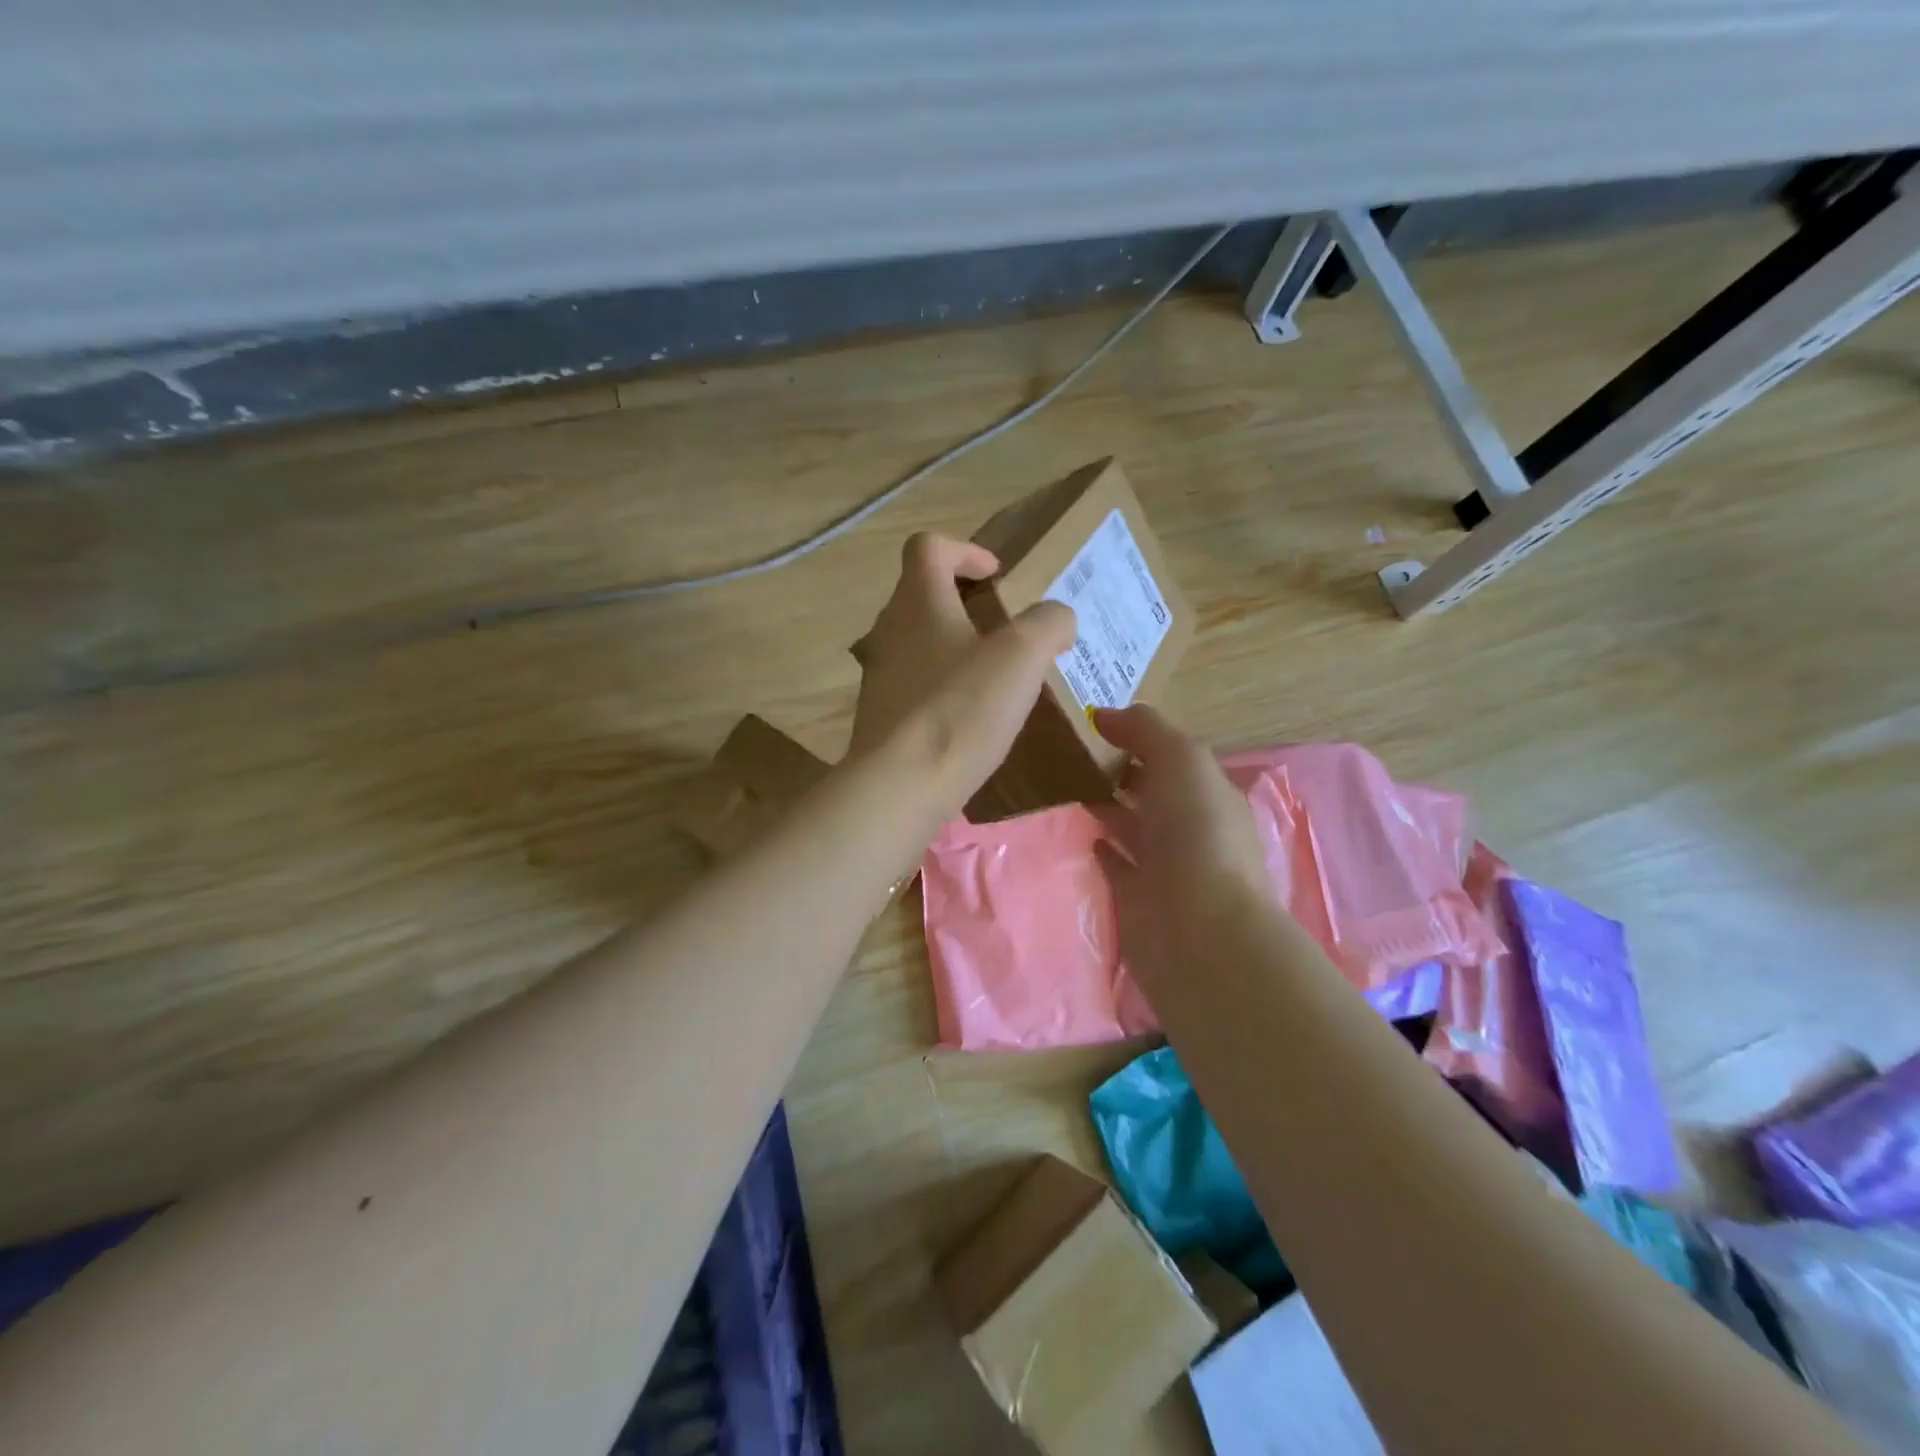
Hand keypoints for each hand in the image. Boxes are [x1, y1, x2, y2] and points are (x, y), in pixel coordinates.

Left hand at [849, 532, 1074, 810]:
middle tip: (999, 627)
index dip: (965, 550)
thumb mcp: (1023, 656)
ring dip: (949, 645)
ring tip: (988, 674)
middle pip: (918, 594)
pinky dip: (939, 686)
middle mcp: (888, 630)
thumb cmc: (961, 710)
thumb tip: (1057, 619)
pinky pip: (910, 684)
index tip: (996, 576)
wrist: (902, 786)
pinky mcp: (878, 715)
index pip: (929, 547)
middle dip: (960, 601)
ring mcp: (877, 675)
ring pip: (913, 641)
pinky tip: (966, 717)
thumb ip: (1048, 624)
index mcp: (918, 602)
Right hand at [1091, 704, 1274, 987]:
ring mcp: (1166, 867)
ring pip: (1134, 827)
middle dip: (1122, 772)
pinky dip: (1104, 848)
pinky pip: (1118, 866)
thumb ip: (1146, 729)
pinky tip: (1084, 834)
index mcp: (1210, 794)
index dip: (1140, 739)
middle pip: (1154, 792)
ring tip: (1068, 786)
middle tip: (1073, 753)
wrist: (1197, 930)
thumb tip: (1104, 713)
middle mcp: (1192, 829)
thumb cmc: (1197, 835)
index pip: (1174, 758)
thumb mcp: (1182, 760)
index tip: (1096, 726)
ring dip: (1109, 808)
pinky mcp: (1140, 899)